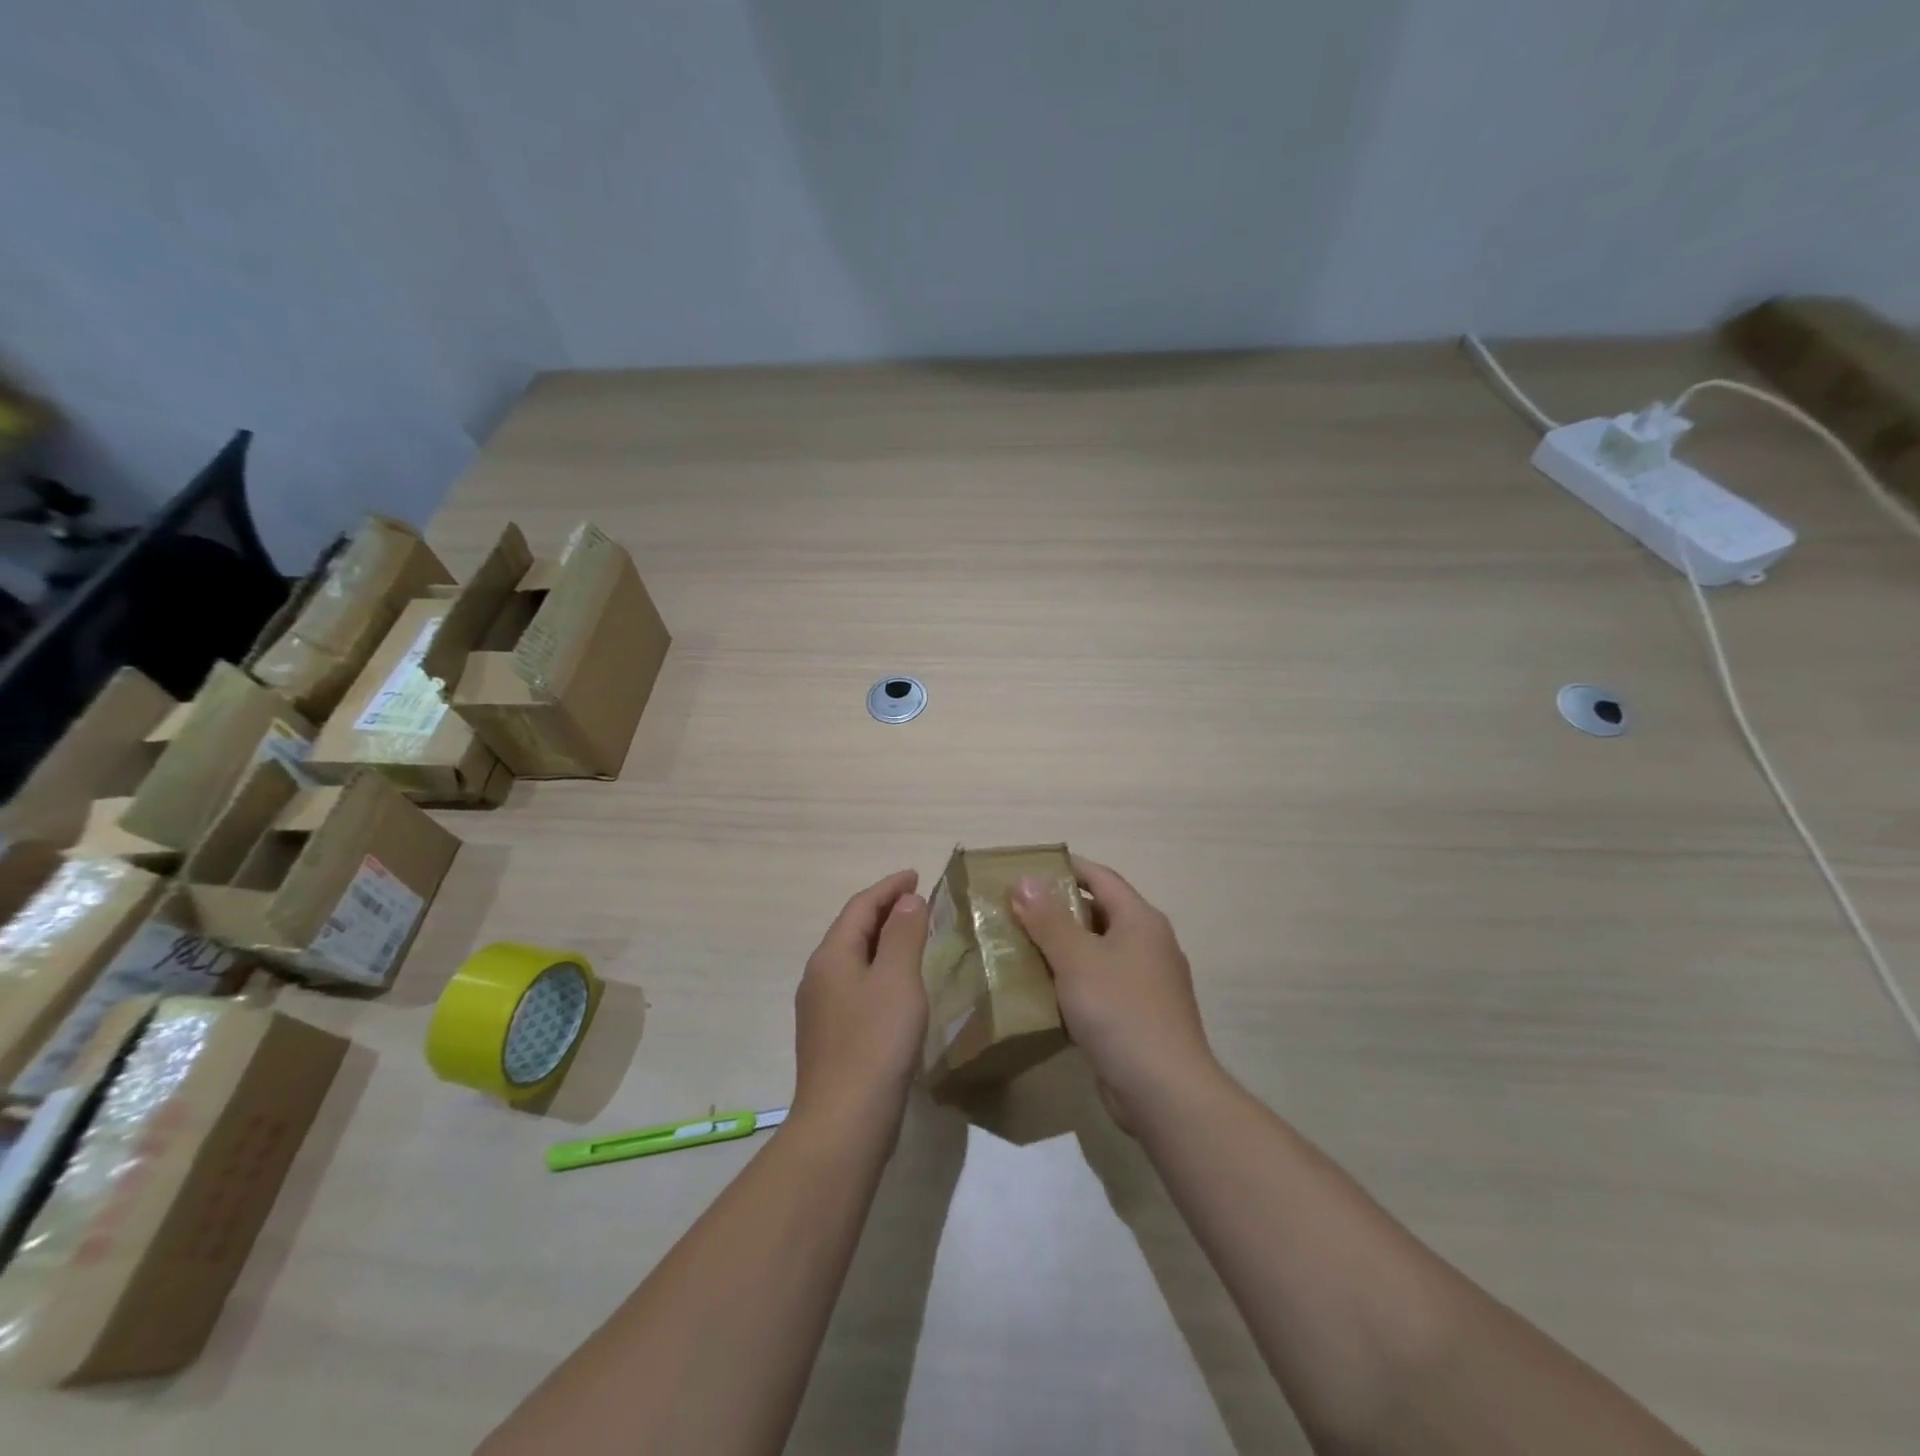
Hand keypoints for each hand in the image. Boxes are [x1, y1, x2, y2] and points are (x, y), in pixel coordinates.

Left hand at [791, 870, 929, 1140]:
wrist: (844, 1122)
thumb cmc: (875, 1042)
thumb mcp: (898, 980)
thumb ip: (904, 934)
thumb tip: (907, 900)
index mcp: (831, 956)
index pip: (860, 906)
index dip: (889, 887)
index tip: (916, 875)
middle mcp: (819, 976)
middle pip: (852, 929)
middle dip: (884, 910)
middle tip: (918, 901)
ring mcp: (821, 1008)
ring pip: (854, 958)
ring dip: (882, 941)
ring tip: (913, 936)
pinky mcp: (831, 1035)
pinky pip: (856, 985)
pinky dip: (879, 970)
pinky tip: (898, 985)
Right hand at [1010, 857, 1216, 1129]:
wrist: (1164, 1090)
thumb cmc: (1120, 1011)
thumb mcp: (1077, 959)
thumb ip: (1048, 919)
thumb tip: (1024, 880)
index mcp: (1141, 920)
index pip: (1101, 877)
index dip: (1065, 868)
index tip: (1027, 869)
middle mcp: (1149, 944)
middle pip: (1099, 913)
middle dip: (1057, 910)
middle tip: (1014, 910)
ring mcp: (1147, 982)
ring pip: (1098, 952)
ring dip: (1062, 948)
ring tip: (1019, 947)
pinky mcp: (1138, 1015)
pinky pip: (1100, 985)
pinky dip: (1073, 981)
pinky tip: (1042, 991)